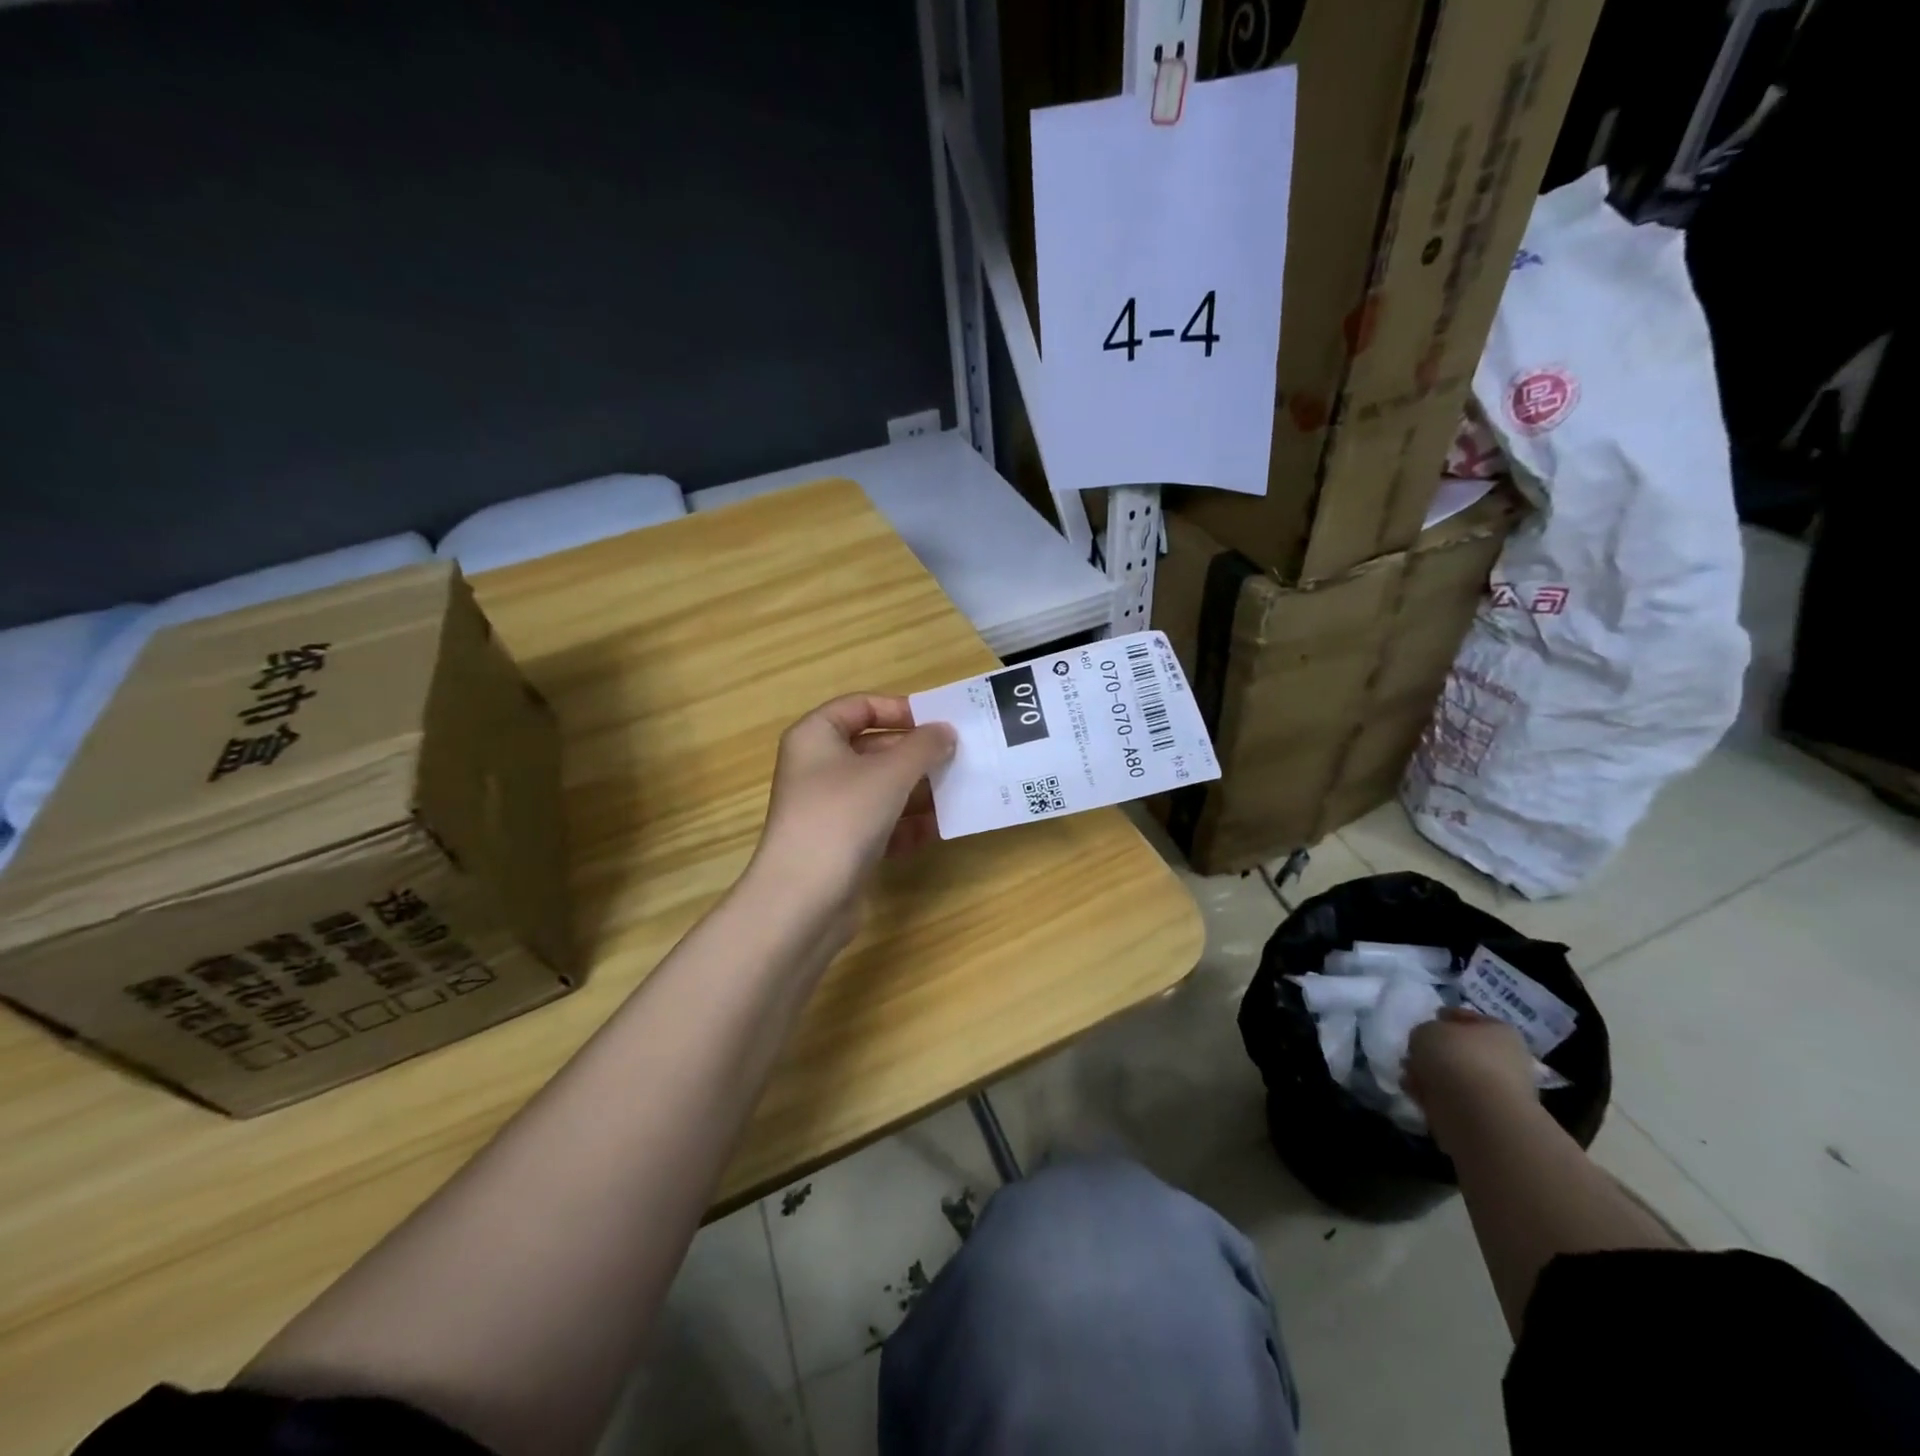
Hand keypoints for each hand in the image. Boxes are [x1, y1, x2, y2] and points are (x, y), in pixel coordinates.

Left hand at [750, 694, 956, 917]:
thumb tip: (945, 731)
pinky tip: (938, 829)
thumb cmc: (842, 816)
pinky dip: (907, 824)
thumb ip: (924, 746)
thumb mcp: (890, 772)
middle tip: (957, 758)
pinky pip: (880, 823)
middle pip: (874, 748)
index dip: (899, 709)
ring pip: (880, 788)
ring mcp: (828, 809)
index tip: (937, 722)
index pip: (860, 706)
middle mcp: (817, 768)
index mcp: (815, 737)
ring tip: (958, 792)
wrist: (804, 899)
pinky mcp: (840, 845)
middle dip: (916, 755)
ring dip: (918, 790)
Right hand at [1405, 1008, 1538, 1138]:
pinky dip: (1435, 1097)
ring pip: (1458, 1076)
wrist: (1479, 1114)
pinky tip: (1417, 1094)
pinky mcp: (1488, 1117)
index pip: (1468, 1018)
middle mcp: (1507, 1059)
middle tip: (1413, 1053)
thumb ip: (1424, 1032)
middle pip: (1463, 1050)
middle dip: (1436, 1052)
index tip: (1425, 1023)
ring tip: (1409, 1076)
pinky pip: (1455, 1099)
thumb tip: (1426, 1045)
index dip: (1445, 1017)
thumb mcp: (1425, 1029)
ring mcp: (1500, 1091)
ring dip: (1433, 1076)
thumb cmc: (1456, 1057)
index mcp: (1500, 1031)